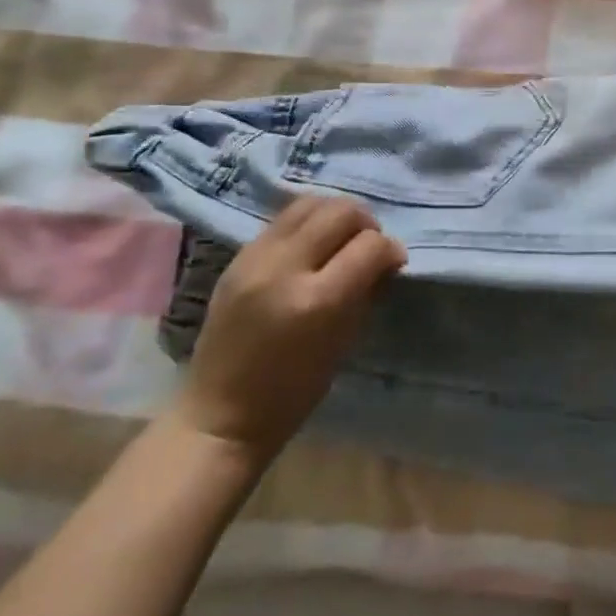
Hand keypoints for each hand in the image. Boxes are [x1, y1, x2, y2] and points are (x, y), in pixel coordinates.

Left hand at [172, 197, 404, 470]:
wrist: (220, 412)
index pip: (370, 245)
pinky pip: (282, 220)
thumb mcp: (345, 341)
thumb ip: (367, 291)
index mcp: (317, 300)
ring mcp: (254, 259)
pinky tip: (312, 247)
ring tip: (340, 240)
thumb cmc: (294, 390)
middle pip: (340, 211)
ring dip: (335, 216)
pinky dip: (307, 224)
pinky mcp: (236, 257)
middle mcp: (284, 269)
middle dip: (365, 224)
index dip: (390, 249)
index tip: (394, 263)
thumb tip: (386, 258)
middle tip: (368, 247)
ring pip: (309, 203)